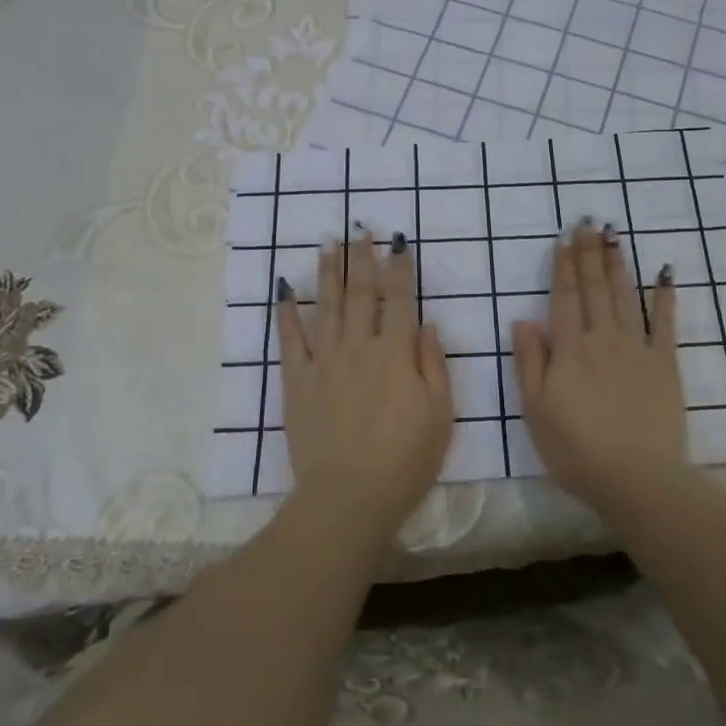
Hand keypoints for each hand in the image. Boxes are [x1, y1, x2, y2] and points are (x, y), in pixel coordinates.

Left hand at [276, 230, 453, 536]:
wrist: (349, 497)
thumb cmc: (405, 460)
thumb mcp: (440, 414)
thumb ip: (433, 364)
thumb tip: (425, 324)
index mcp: (395, 353)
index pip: (398, 299)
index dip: (399, 267)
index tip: (396, 240)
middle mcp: (358, 347)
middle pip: (360, 293)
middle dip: (361, 258)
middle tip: (357, 228)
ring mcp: (324, 362)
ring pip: (326, 307)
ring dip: (328, 273)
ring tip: (328, 244)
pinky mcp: (297, 382)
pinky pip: (290, 340)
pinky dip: (287, 313)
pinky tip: (285, 290)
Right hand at [512, 222, 689, 513]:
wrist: (636, 478)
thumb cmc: (576, 450)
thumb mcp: (535, 410)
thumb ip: (530, 362)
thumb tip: (523, 319)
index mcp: (570, 349)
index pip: (564, 297)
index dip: (563, 265)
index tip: (564, 237)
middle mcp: (603, 338)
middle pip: (595, 288)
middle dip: (589, 253)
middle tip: (589, 221)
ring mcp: (637, 348)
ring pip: (625, 296)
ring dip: (618, 264)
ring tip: (614, 235)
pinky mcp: (665, 364)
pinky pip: (665, 323)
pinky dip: (665, 297)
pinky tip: (665, 274)